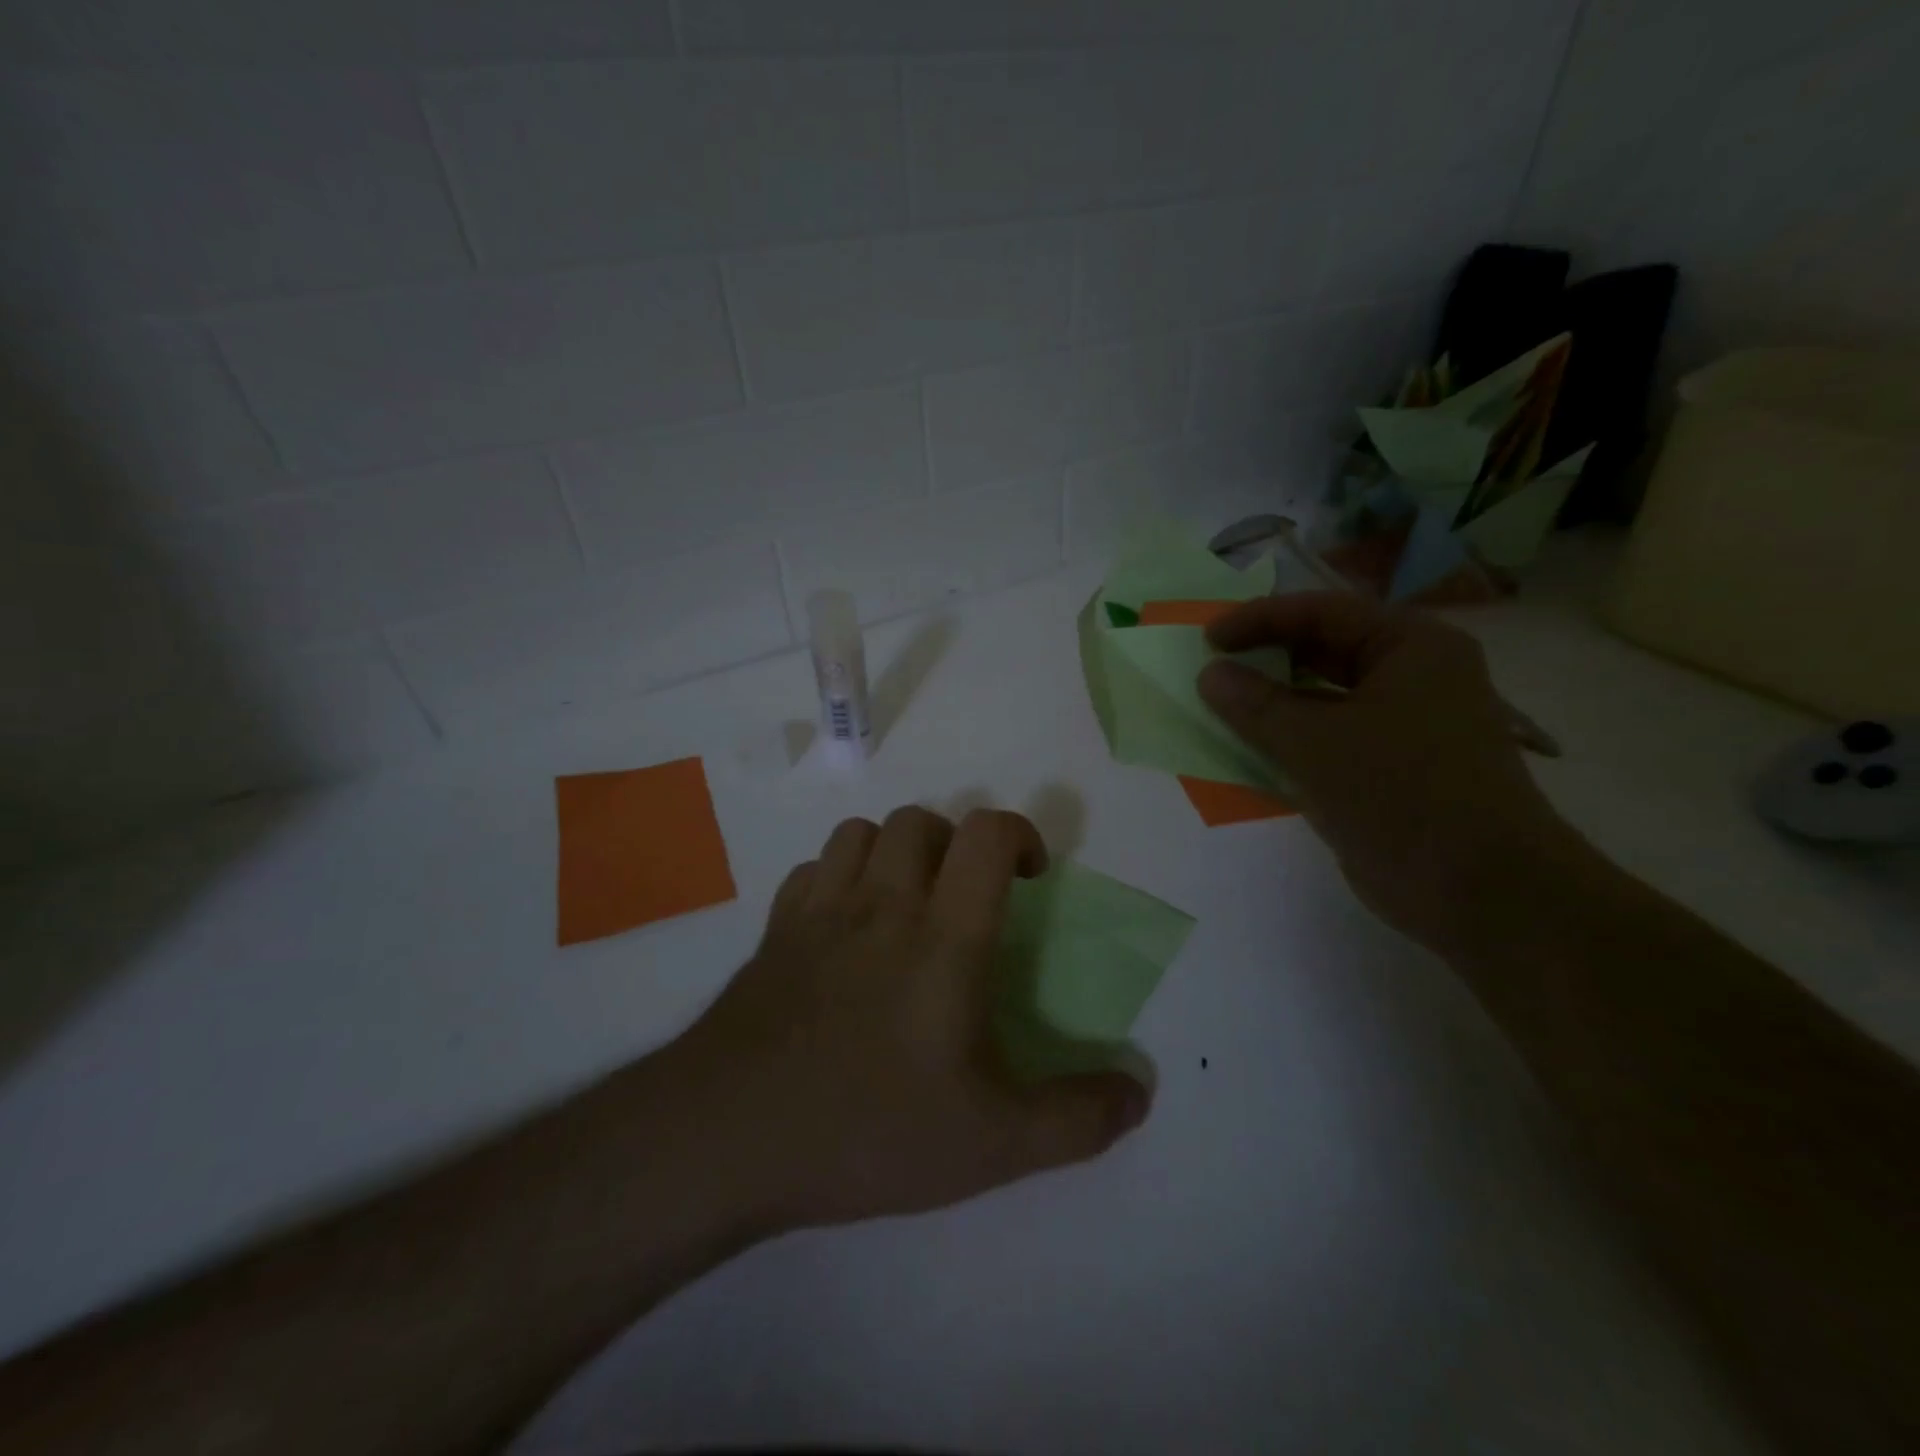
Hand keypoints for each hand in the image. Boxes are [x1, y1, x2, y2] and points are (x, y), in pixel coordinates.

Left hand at [670, 807, 1149, 1233]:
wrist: (728, 1137)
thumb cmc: (867, 1129)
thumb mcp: (992, 1145)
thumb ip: (1076, 1120)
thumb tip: (1140, 1094)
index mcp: (943, 936)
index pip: (987, 834)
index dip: (1019, 834)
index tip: (1030, 876)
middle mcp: (883, 903)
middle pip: (922, 820)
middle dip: (956, 844)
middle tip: (966, 898)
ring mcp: (820, 910)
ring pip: (863, 832)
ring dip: (895, 851)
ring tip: (907, 902)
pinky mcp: (773, 929)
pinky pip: (812, 869)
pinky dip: (838, 878)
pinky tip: (843, 927)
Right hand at [1197, 593, 1575, 954]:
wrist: (1480, 891)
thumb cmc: (1402, 794)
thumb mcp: (1315, 743)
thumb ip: (1255, 705)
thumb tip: (1209, 674)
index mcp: (1411, 647)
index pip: (1324, 613)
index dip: (1260, 620)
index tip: (1208, 638)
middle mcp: (1413, 676)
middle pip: (1325, 651)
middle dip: (1266, 659)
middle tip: (1211, 669)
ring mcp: (1403, 725)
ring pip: (1323, 699)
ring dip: (1272, 703)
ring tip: (1219, 708)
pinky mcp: (1388, 768)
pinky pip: (1327, 739)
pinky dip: (1288, 740)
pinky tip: (1248, 750)